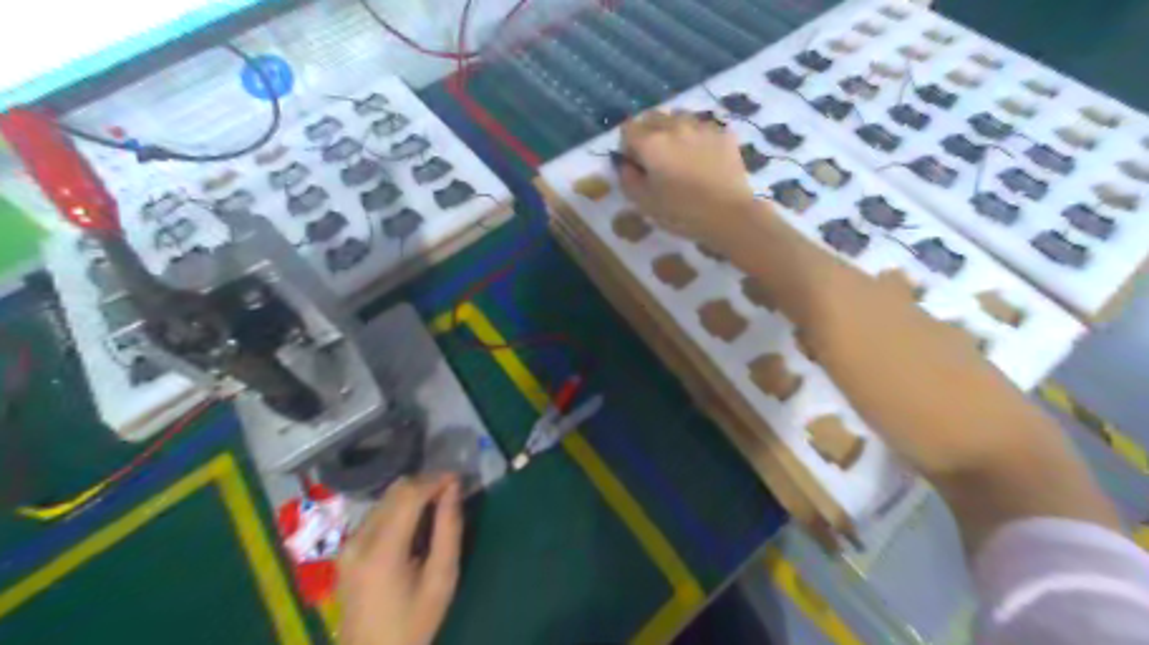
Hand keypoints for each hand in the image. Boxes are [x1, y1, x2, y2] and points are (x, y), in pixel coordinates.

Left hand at [338, 472, 464, 643]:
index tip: (458, 478)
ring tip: (437, 504)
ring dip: (413, 494)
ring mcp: (347, 544)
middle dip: (425, 483)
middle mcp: (358, 541)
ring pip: (385, 499)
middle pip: (394, 492)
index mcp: (381, 551)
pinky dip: (400, 508)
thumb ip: (449, 530)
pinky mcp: (346, 549)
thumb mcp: (442, 579)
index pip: (408, 495)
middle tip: (451, 489)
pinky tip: (416, 522)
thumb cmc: (413, 623)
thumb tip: (453, 489)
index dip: (435, 480)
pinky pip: (377, 513)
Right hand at [620, 111, 755, 243]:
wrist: (729, 214)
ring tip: (679, 154)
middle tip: (655, 159)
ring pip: (678, 116)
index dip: (627, 147)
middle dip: (647, 134)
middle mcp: (674, 126)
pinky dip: (695, 136)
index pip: (628, 130)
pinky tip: (701, 157)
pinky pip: (702, 126)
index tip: (635, 165)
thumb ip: (628, 180)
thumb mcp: (645, 204)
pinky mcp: (723, 133)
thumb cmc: (681, 213)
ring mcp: (701, 127)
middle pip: (652, 117)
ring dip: (672, 130)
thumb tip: (626, 166)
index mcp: (651, 143)